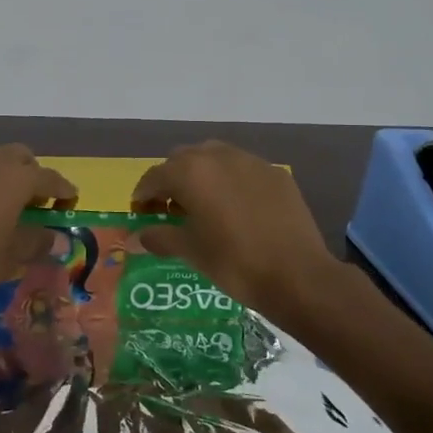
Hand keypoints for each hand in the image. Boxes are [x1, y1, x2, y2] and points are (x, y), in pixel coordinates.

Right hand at [132, 142, 337, 319]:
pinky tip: (236, 207)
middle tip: (171, 208)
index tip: (141, 212)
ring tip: (203, 204)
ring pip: (214, 157)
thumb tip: (135, 238)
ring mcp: (251, 162)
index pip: (155, 176)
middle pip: (183, 159)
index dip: (144, 194)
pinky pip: (243, 168)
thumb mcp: (192, 252)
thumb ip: (160, 237)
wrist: (298, 275)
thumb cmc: (235, 263)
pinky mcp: (276, 174)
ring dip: (201, 174)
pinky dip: (231, 180)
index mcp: (191, 173)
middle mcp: (218, 157)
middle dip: (172, 179)